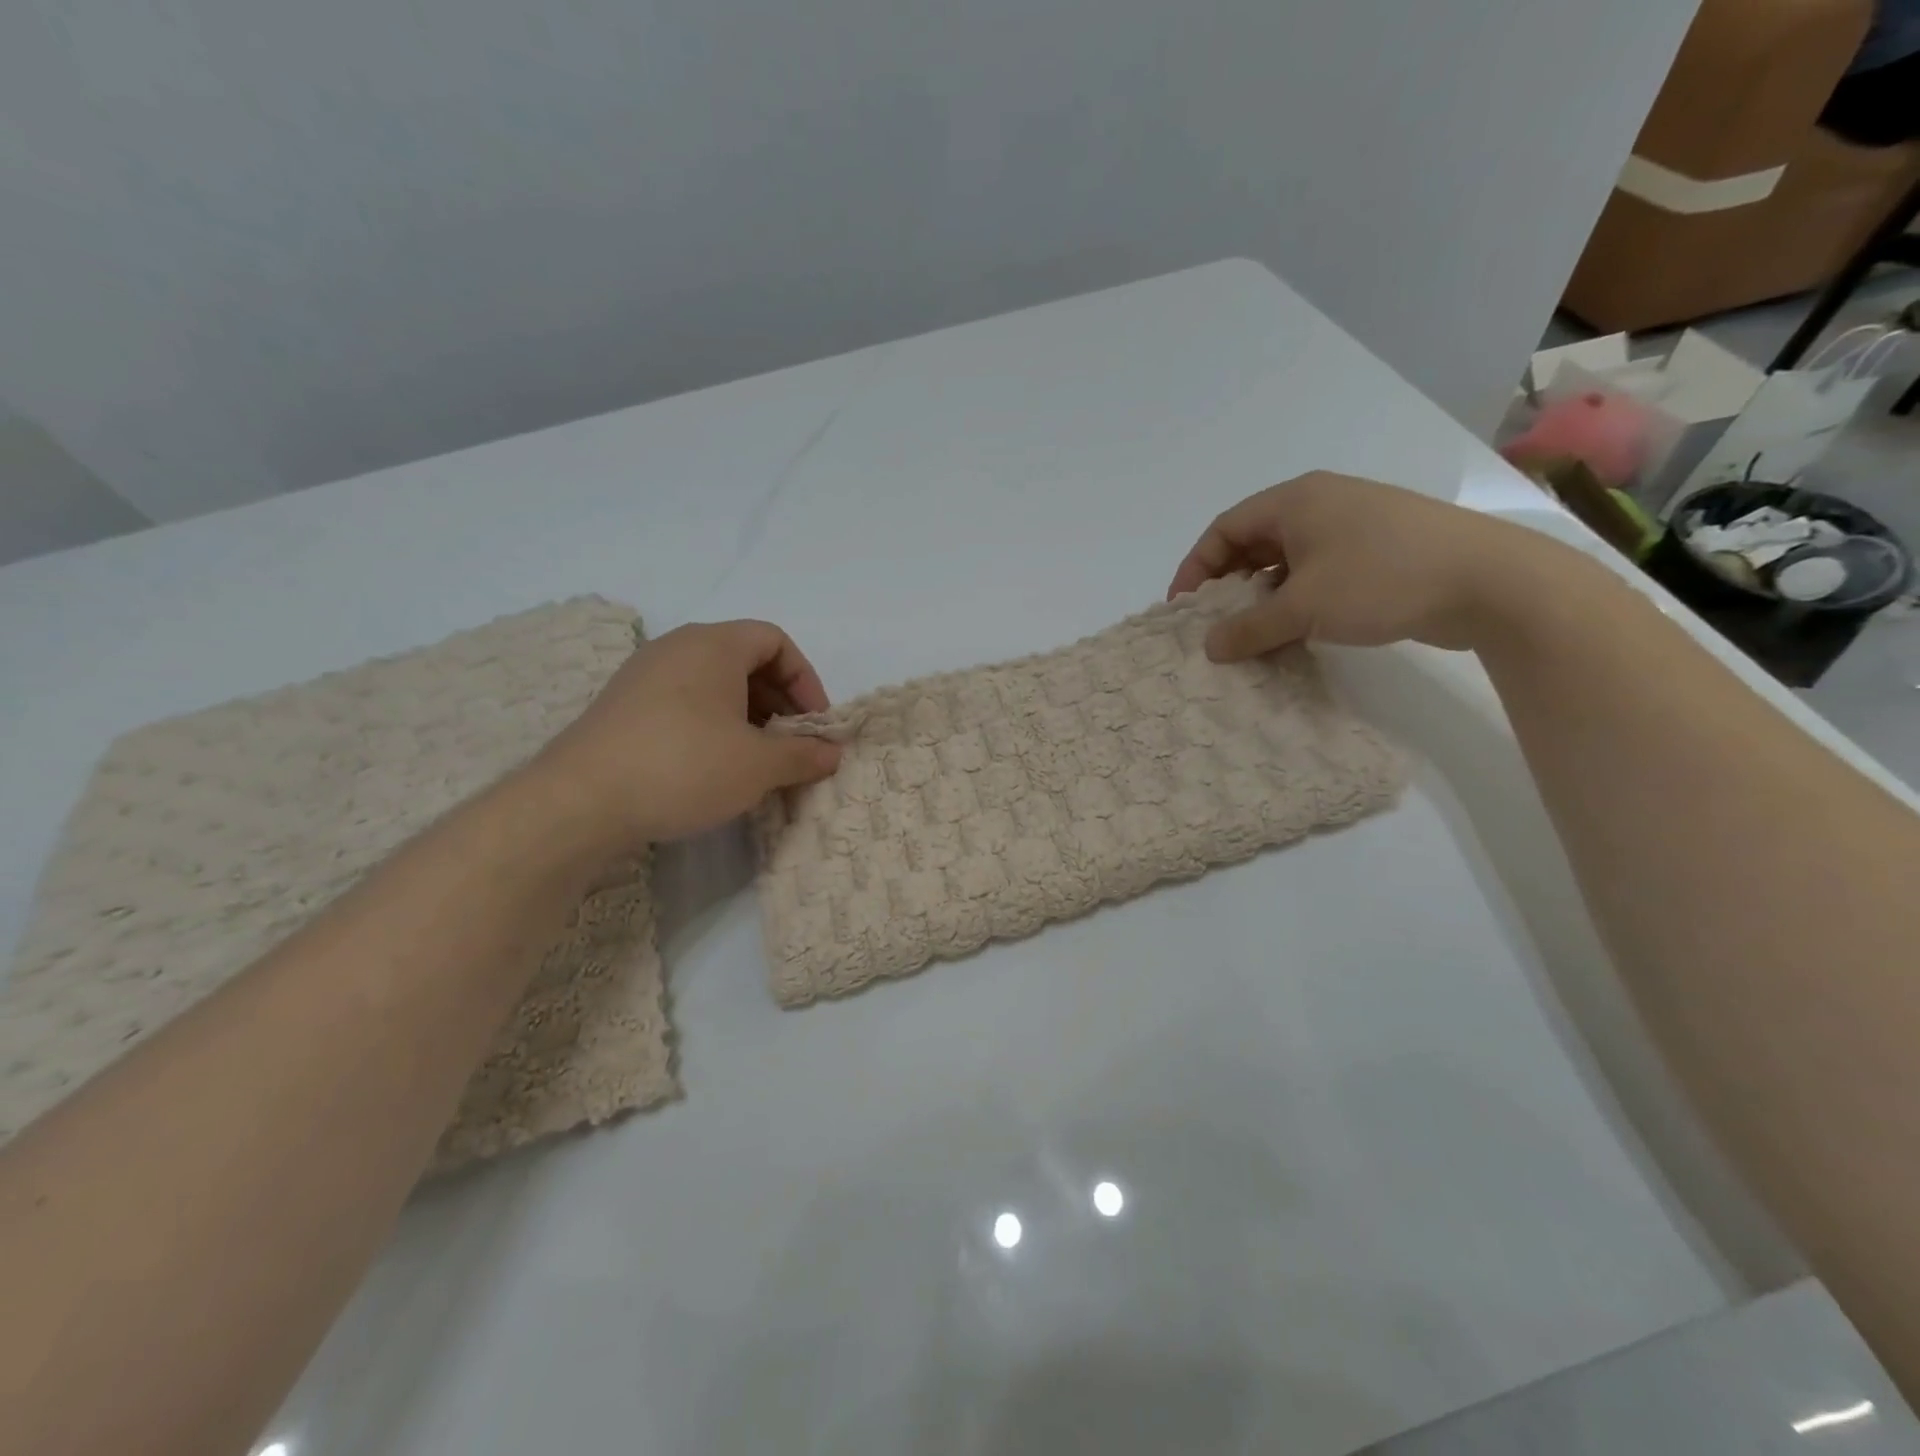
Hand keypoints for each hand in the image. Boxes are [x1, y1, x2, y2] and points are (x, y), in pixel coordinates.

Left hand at [529, 620, 842, 846]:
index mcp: (713, 645)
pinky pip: (683, 703)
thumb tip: (832, 752)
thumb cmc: (684, 767)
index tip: (814, 724)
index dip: (805, 679)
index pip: (775, 640)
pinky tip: (713, 767)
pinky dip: (712, 726)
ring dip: (747, 716)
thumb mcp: (758, 765)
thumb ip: (804, 754)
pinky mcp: (622, 708)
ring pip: (713, 684)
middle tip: (790, 744)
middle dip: (778, 701)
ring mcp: (643, 676)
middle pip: (744, 660)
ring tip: (756, 760)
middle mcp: (676, 648)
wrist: (578, 803)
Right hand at [1168, 472, 1545, 658]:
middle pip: (1253, 541)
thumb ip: (1249, 628)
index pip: (1224, 528)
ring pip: (1286, 559)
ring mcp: (1353, 525)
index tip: (1184, 608)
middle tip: (1215, 623)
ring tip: (1252, 632)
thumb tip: (1210, 647)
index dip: (1196, 567)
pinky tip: (1295, 629)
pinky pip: (1317, 571)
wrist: (1490, 582)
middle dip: (1228, 583)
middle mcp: (1321, 503)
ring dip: (1262, 595)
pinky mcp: (1379, 550)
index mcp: (1296, 500)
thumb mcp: (1303, 608)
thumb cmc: (1381, 580)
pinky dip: (1296, 598)